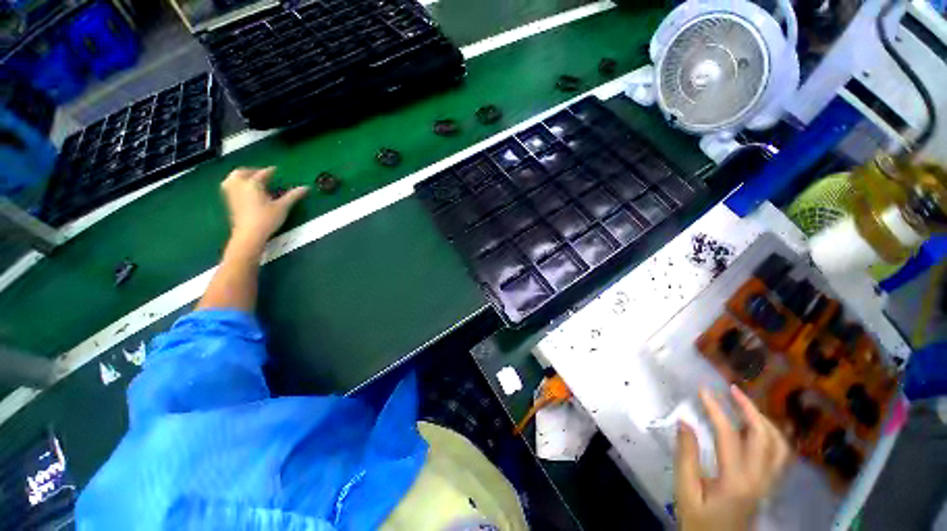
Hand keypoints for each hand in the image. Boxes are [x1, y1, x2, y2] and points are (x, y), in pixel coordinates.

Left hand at [220, 167, 308, 246]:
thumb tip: (306, 187)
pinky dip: (236, 183)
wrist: (249, 234)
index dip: (271, 171)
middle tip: (263, 174)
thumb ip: (293, 196)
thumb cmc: (266, 219)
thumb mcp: (283, 207)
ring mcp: (232, 192)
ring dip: (242, 175)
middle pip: (243, 172)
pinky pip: (230, 185)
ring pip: (233, 177)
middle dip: (253, 171)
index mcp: (253, 183)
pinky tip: (244, 189)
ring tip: (252, 179)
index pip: (263, 173)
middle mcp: (239, 184)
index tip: (276, 170)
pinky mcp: (229, 201)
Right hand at [674, 385, 790, 530]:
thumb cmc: (699, 520)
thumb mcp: (685, 491)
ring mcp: (768, 483)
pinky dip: (771, 435)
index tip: (703, 390)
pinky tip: (757, 429)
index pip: (729, 435)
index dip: (716, 409)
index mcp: (736, 480)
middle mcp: (759, 478)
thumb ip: (686, 457)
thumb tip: (685, 422)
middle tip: (731, 390)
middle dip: (749, 408)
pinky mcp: (769, 486)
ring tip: (744, 405)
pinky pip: (780, 455)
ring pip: (778, 445)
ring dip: (763, 420)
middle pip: (764, 436)